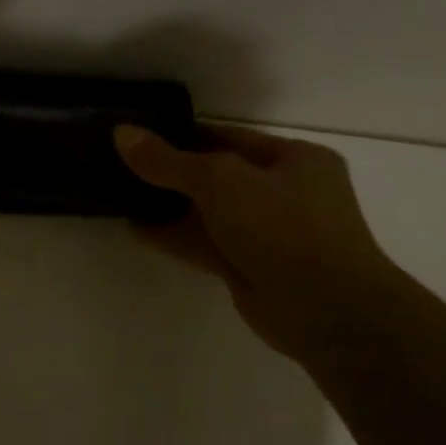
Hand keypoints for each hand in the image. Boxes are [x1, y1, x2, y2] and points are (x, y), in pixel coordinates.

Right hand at [114, 123, 414, 363]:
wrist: (326, 311)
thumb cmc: (283, 227)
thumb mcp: (221, 181)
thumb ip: (168, 160)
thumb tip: (121, 133)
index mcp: (294, 159)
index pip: (228, 137)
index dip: (183, 134)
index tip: (139, 134)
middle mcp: (284, 192)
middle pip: (215, 174)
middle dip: (170, 171)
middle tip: (121, 163)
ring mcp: (266, 232)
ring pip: (207, 212)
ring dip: (167, 205)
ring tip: (119, 194)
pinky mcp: (248, 266)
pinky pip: (204, 243)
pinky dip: (172, 236)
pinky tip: (134, 228)